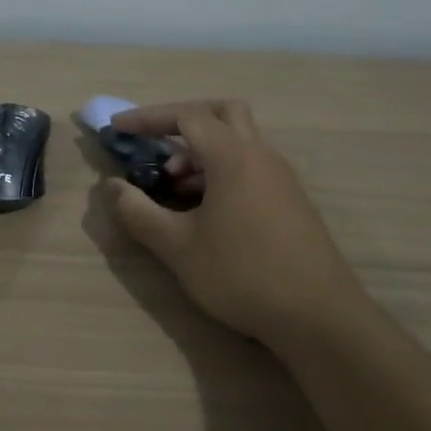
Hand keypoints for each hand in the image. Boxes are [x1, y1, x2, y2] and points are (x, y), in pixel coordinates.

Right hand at [105, 100, 369, 346]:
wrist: (320, 317)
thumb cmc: (242, 275)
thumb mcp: (177, 247)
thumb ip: (138, 212)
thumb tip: (111, 186)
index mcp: (233, 157)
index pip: (186, 116)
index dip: (147, 117)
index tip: (117, 128)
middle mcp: (261, 156)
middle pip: (223, 113)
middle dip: (184, 120)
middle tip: (157, 144)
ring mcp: (282, 178)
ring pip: (239, 141)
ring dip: (202, 151)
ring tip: (174, 186)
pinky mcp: (292, 202)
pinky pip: (251, 166)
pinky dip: (222, 171)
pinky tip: (205, 210)